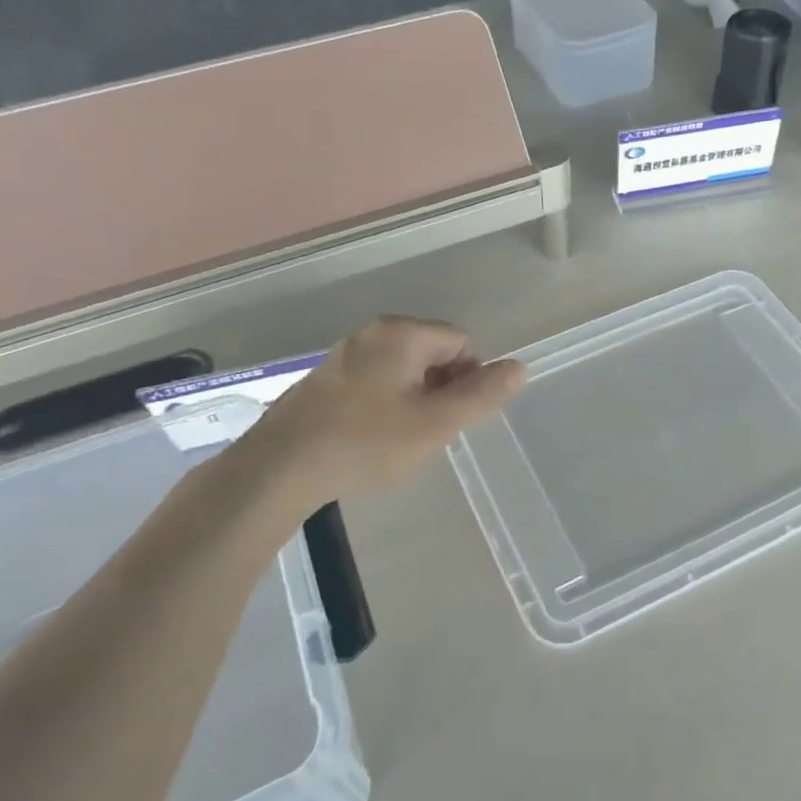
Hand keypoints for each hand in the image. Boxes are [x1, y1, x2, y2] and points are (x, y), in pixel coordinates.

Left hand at [235, 317, 524, 511]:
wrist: (281, 467)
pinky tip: (373, 438)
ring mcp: (344, 354)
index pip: (460, 342)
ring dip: (415, 398)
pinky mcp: (324, 379)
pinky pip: (374, 380)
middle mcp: (372, 333)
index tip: (455, 417)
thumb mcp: (435, 423)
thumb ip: (481, 394)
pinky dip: (386, 403)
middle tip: (432, 431)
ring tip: (403, 439)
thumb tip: (520, 367)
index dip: (470, 378)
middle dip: (442, 388)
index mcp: (402, 334)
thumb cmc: (367, 442)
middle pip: (431, 352)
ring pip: (402, 369)